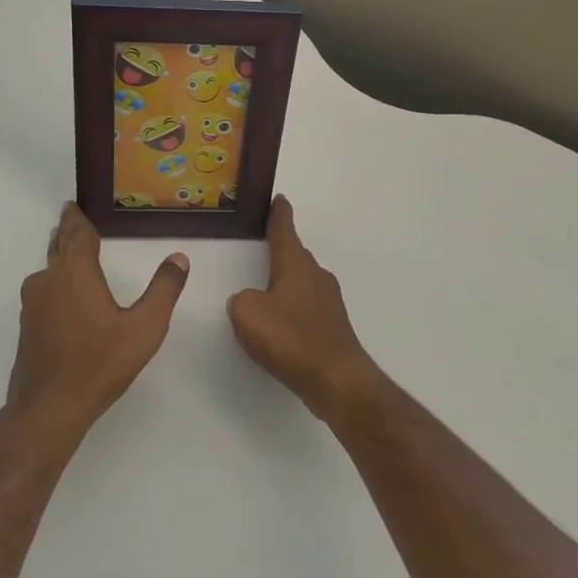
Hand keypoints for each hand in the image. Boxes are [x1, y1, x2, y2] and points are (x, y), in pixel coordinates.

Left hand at [5, 202, 189, 448]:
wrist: (48, 409)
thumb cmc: (99, 364)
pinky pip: (44, 292)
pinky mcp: (27, 327)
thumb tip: (179, 257)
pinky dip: (55, 283)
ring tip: (72, 253)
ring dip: (59, 257)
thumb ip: (163, 290)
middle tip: (71, 218)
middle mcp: (48, 281)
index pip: (76, 234)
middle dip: (66, 232)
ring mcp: (33, 305)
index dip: (77, 218)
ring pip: (48, 270)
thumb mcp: (144, 328)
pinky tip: (66, 297)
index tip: (73, 205)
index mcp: (75, 273)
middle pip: (57, 247)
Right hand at [228, 198, 383, 421]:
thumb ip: (242, 301)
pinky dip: (294, 307)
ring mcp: (328, 301)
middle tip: (265, 244)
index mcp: (295, 265)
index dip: (279, 214)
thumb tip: (252, 301)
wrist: (336, 379)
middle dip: (281, 250)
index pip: (285, 231)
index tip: (280, 198)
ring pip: (302, 281)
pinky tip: (282, 324)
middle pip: (295, 256)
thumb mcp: (247, 314)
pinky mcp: (333, 325)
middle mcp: (316, 276)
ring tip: (268, 288)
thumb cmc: (290, 338)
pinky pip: (307, 305)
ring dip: (287, 282)